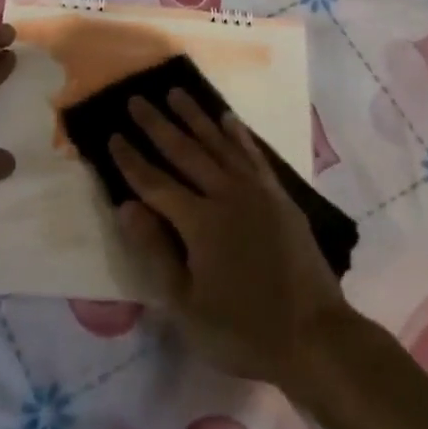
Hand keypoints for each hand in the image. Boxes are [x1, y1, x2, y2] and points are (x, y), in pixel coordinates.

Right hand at [111, 92, 352, 386]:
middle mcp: (226, 195)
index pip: (155, 183)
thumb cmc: (242, 330)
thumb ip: (156, 251)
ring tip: (175, 92)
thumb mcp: (186, 306)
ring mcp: (256, 192)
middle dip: (157, 125)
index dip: (131, 160)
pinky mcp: (279, 196)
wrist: (314, 335)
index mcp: (199, 223)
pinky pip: (253, 155)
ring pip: (218, 144)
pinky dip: (238, 135)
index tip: (112, 135)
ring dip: (195, 117)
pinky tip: (227, 118)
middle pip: (184, 152)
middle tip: (136, 99)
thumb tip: (126, 207)